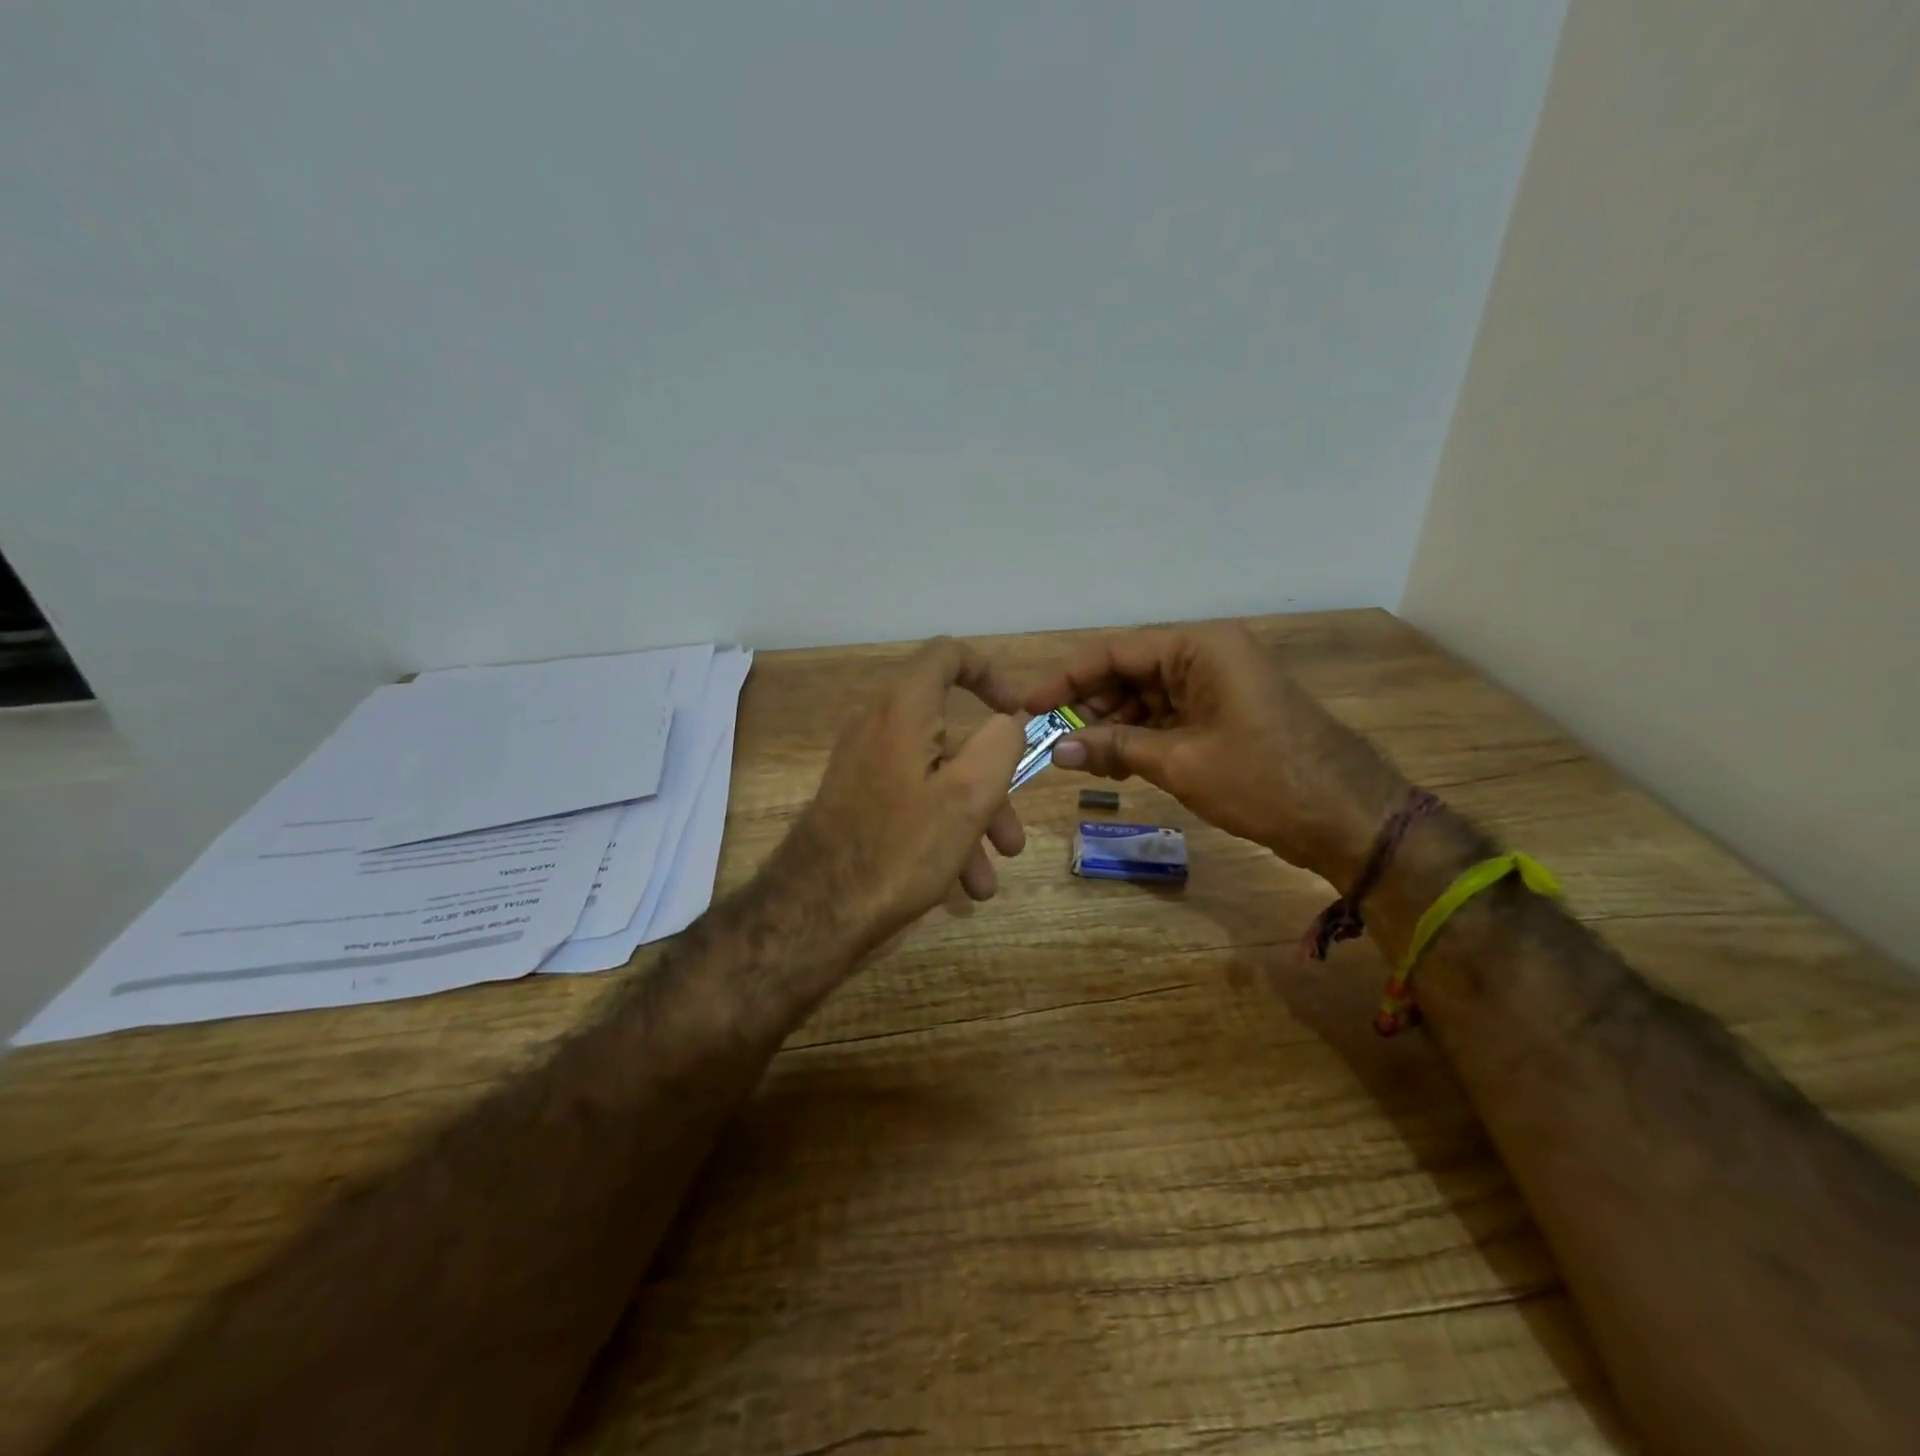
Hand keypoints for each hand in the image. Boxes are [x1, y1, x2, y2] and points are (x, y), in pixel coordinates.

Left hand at [773, 637, 1028, 958]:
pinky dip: (942, 831)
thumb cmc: (901, 847)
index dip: (989, 672)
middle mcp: (879, 727)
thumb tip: (1005, 724)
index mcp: (904, 709)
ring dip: (971, 822)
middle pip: (951, 735)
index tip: (1017, 711)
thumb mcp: (969, 795)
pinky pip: (912, 802)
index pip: (947, 655)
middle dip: (992, 784)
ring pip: (936, 777)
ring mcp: (864, 767)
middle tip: (1012, 836)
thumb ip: (1000, 744)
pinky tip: (960, 886)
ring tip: (988, 881)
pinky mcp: (857, 802)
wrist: (815, 910)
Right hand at [1024, 623, 1407, 883]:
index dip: (1066, 679)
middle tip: (1056, 742)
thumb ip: (1115, 747)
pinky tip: (1118, 763)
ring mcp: (1220, 683)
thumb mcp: (1180, 762)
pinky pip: (1171, 715)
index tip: (1029, 706)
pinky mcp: (1227, 712)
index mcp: (1200, 648)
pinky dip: (1143, 737)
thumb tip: (1058, 749)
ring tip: (1085, 760)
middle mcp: (1208, 654)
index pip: (1115, 652)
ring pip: (1148, 696)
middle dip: (1092, 706)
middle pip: (1130, 672)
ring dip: (1115, 726)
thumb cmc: (1263, 781)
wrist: (1348, 816)